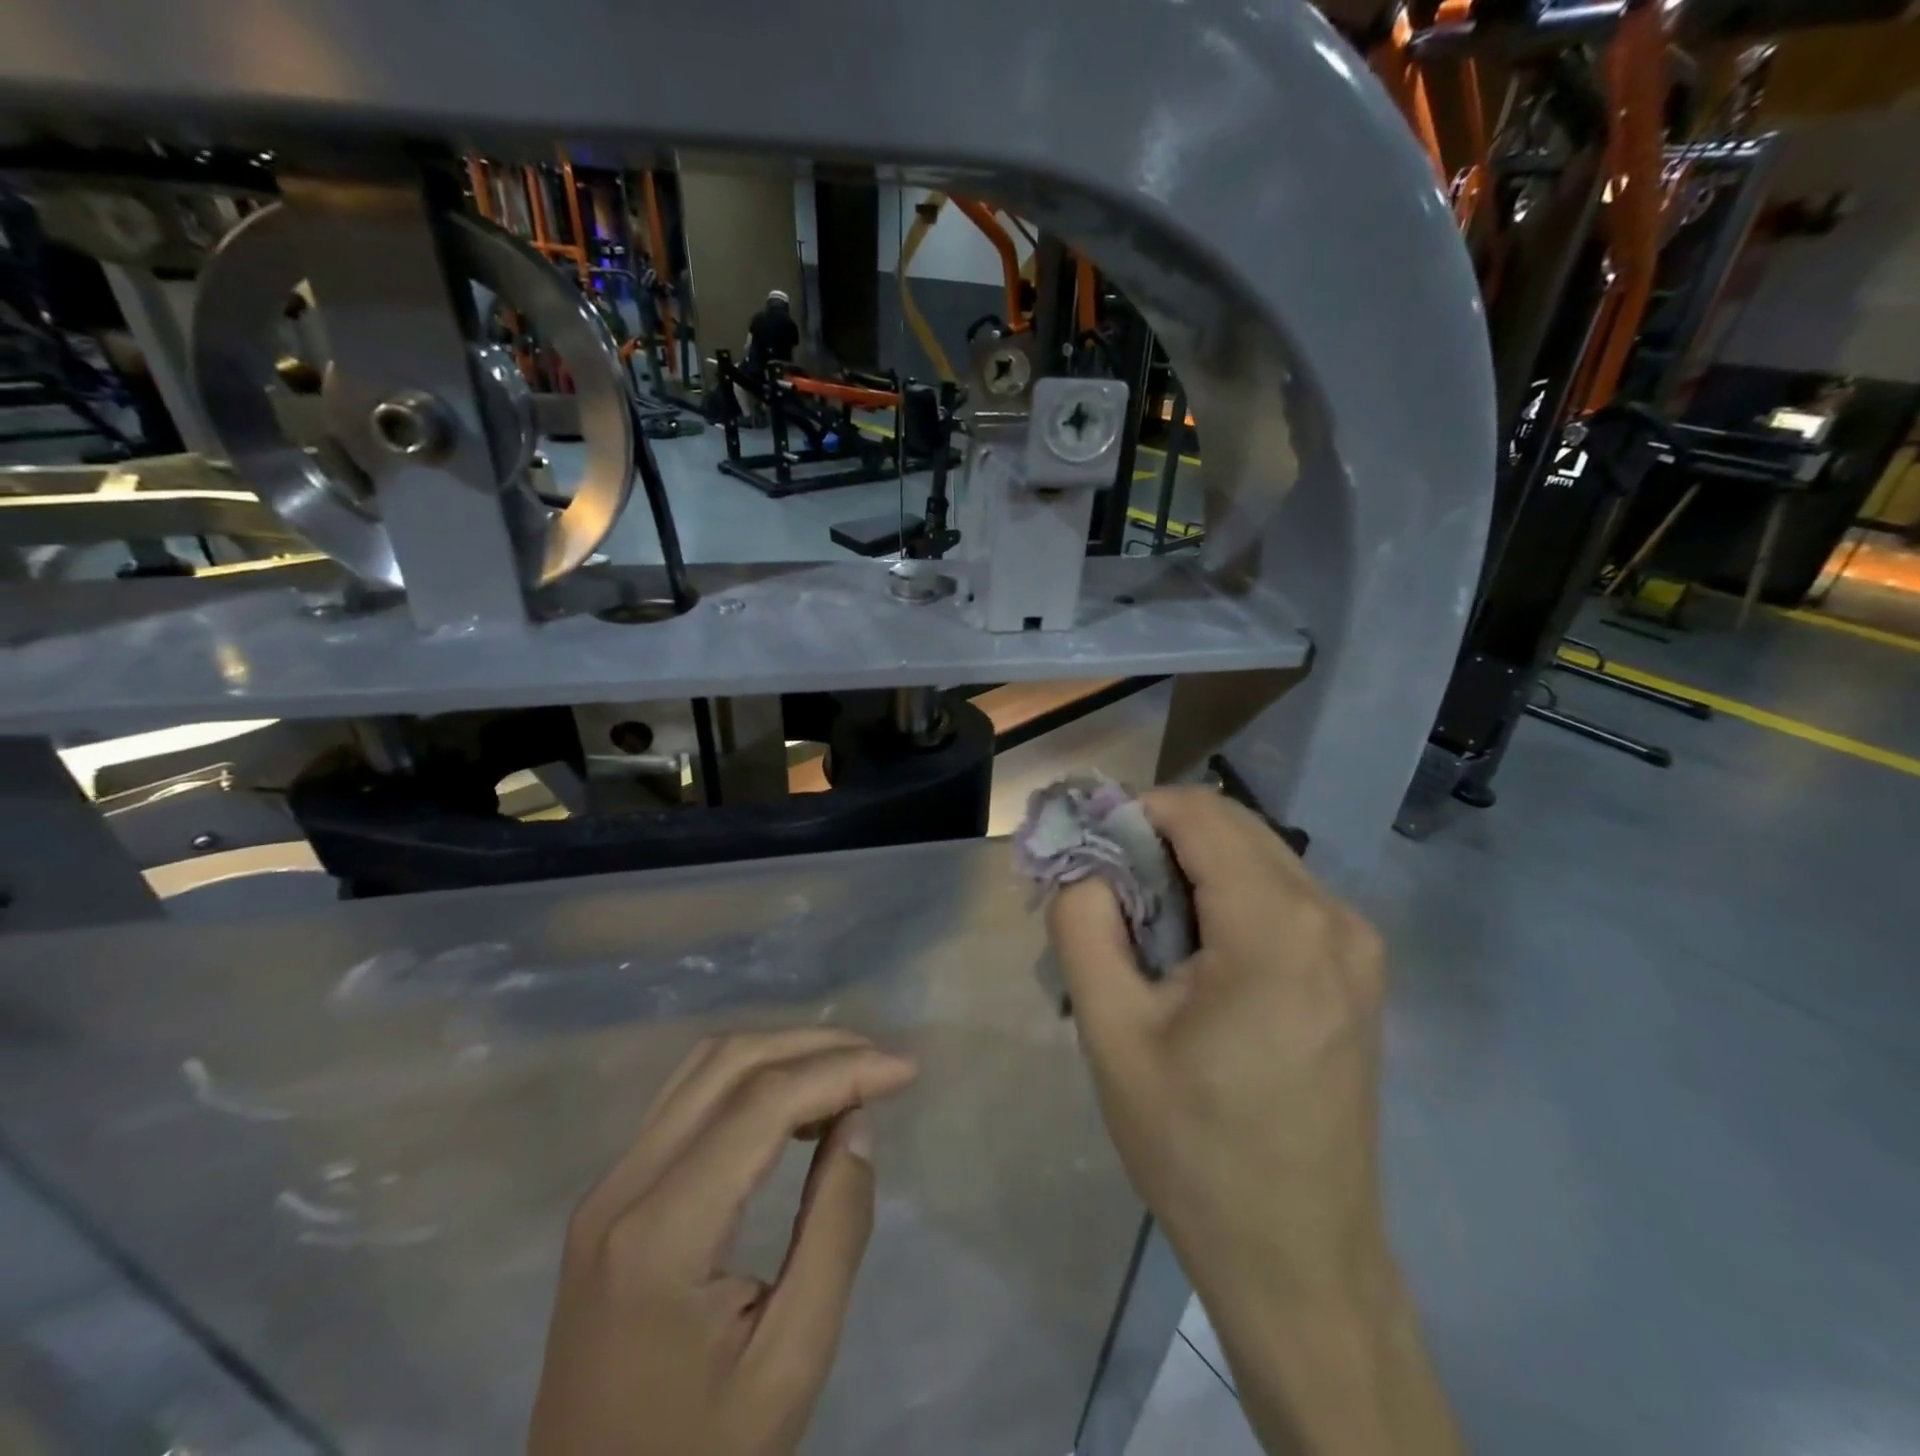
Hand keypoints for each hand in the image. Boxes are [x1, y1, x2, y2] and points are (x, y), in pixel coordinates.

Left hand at [528, 1030, 917, 1455]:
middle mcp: (622, 1186)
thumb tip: (856, 1122)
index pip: (762, 1104)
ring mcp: (607, 1187)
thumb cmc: (701, 1455)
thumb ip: (834, 1229)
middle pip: (728, 1063)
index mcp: (661, 1233)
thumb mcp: (792, 1362)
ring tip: (845, 1072)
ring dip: (780, 1053)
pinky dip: (747, 1079)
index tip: (905, 1071)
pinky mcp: (610, 1197)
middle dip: (814, 1047)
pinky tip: (789, 1103)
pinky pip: (685, 1100)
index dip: (841, 1071)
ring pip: (703, 1068)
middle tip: (881, 1062)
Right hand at [1050, 786, 1460, 1454]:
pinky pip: (1282, 894)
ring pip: (1258, 856)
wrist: (1298, 1256)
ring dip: (1193, 868)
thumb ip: (1083, 925)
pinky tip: (1198, 953)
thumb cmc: (1194, 1147)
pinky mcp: (1359, 970)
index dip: (1134, 814)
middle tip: (1108, 892)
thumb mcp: (1111, 1032)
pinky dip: (1228, 896)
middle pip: (1232, 827)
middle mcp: (1334, 918)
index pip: (1199, 814)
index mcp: (1278, 930)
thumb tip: (1085, 865)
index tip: (1090, 854)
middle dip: (1160, 839)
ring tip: (1146, 928)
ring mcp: (1358, 944)